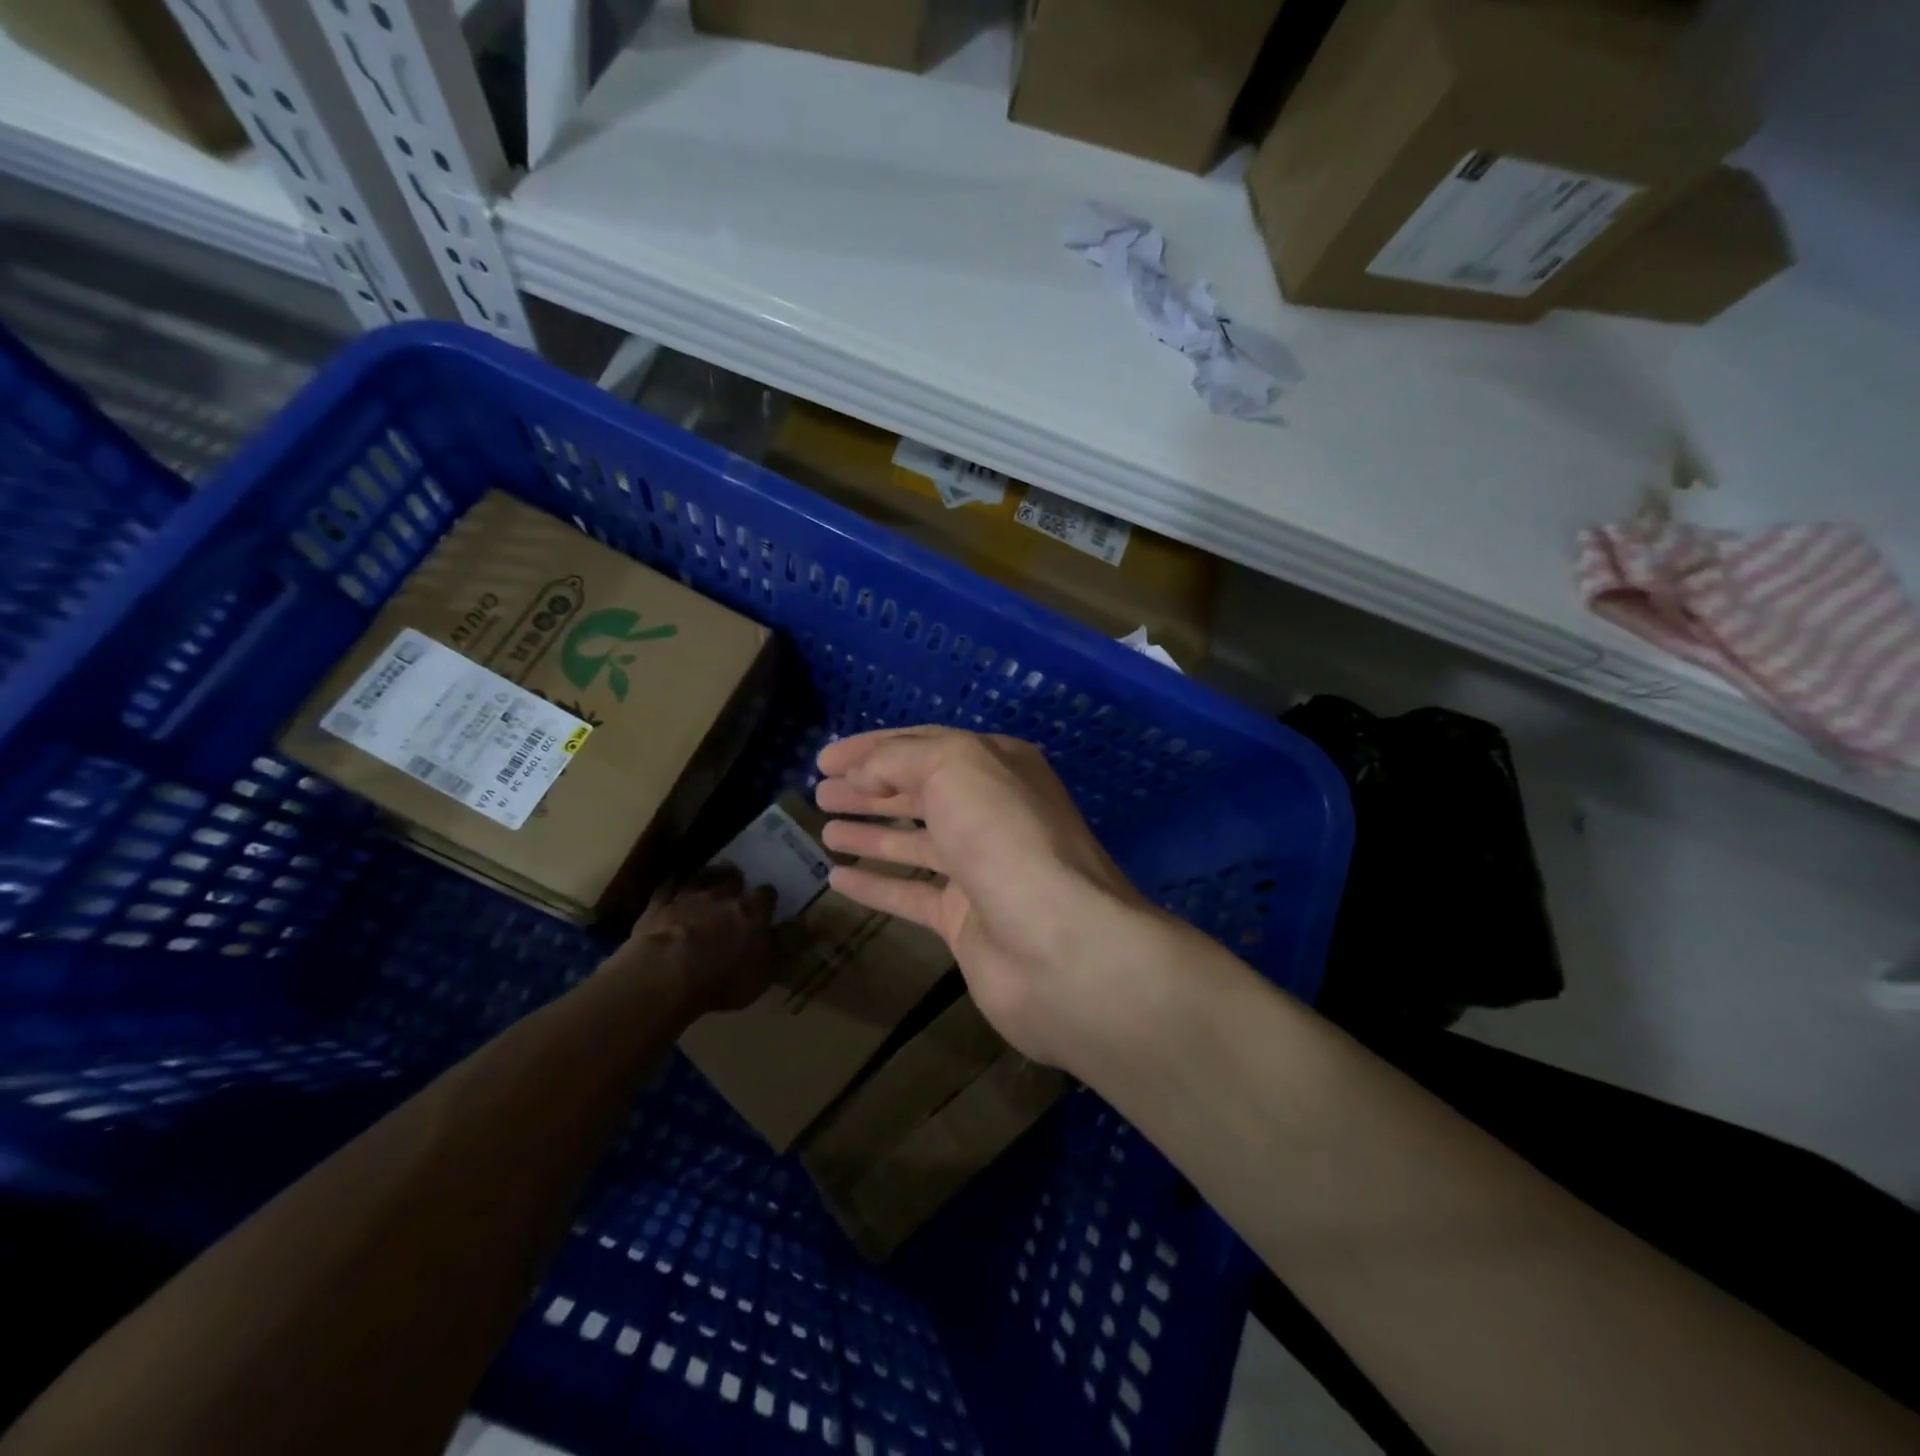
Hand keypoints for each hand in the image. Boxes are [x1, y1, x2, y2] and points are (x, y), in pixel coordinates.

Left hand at [606, 868, 775, 1015]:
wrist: (667, 972)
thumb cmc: (724, 977)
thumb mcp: (767, 969)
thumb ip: (788, 944)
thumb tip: (808, 924)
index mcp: (753, 910)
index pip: (768, 895)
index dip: (767, 900)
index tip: (767, 907)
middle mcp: (723, 894)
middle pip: (734, 878)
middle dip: (736, 882)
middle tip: (736, 890)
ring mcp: (688, 896)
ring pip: (702, 877)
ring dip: (707, 877)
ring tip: (709, 881)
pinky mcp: (658, 905)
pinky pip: (667, 888)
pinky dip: (671, 886)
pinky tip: (671, 887)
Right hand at [815, 727, 1180, 1068]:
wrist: (1058, 945)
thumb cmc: (1004, 836)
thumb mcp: (954, 767)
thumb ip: (901, 758)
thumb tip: (863, 772)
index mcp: (996, 766)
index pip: (925, 745)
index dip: (872, 748)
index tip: (825, 758)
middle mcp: (991, 812)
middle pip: (919, 793)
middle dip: (868, 789)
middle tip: (819, 792)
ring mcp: (979, 869)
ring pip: (914, 842)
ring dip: (870, 832)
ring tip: (823, 828)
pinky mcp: (965, 920)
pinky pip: (911, 894)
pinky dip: (876, 884)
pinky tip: (838, 879)